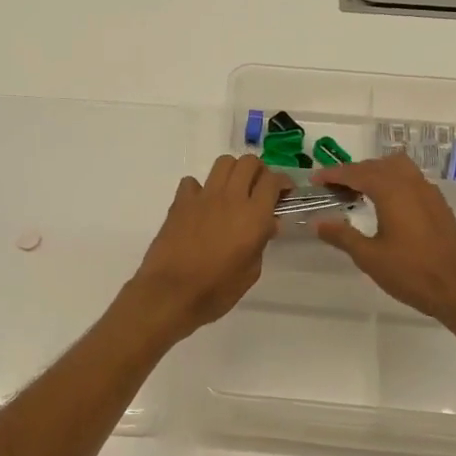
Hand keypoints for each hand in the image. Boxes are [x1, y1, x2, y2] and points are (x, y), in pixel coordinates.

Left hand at [127, 154, 290, 342]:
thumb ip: (261, 242)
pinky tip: (202, 206)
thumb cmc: (217, 290)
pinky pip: (193, 182)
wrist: (171, 293)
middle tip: (259, 190)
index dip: (283, 182)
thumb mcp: (251, 271)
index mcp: (254, 215)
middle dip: (259, 172)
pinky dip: (201, 189)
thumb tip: (266, 225)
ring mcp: (203, 196)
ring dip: (233, 172)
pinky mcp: (180, 202)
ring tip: (233, 191)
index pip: (273, 180)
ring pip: (223, 163)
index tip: (285, 193)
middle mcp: (231, 198)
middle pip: (249, 163)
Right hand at [315, 155, 455, 325]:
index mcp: (392, 191)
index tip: (315, 180)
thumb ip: (342, 235)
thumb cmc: (411, 273)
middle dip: (353, 172)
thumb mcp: (369, 257)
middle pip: (377, 165)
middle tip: (333, 188)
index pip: (357, 172)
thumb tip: (318, 222)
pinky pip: (411, 180)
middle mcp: (411, 184)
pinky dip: (393, 181)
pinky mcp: (439, 205)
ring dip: (375, 172)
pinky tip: (386, 204)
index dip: (333, 174)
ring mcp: (429, 193)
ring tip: (358, 191)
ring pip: (398, 168)